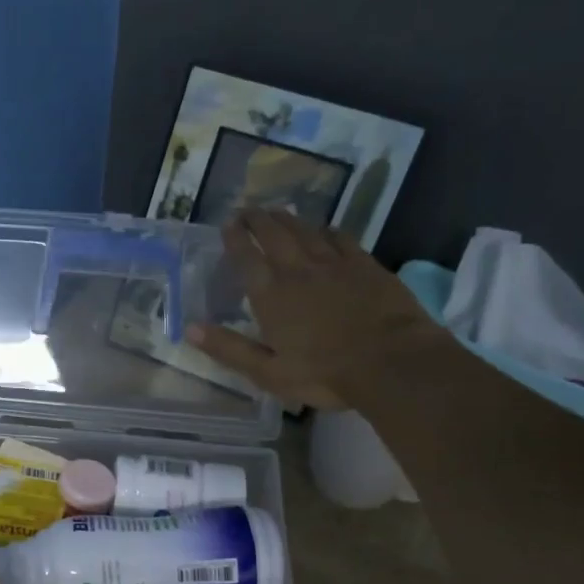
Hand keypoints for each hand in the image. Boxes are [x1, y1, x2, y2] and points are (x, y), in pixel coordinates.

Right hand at [188, 209, 447, 411]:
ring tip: (276, 211)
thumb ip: (229, 348)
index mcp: (271, 296)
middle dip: (257, 219)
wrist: (392, 362)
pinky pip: (340, 238)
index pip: (247, 258)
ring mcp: (334, 264)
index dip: (235, 238)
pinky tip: (324, 229)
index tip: (227, 223)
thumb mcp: (267, 372)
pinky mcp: (365, 265)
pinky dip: (326, 230)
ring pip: (305, 231)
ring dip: (287, 219)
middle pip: (274, 235)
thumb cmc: (324, 374)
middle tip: (247, 208)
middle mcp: (298, 271)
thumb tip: (190, 329)